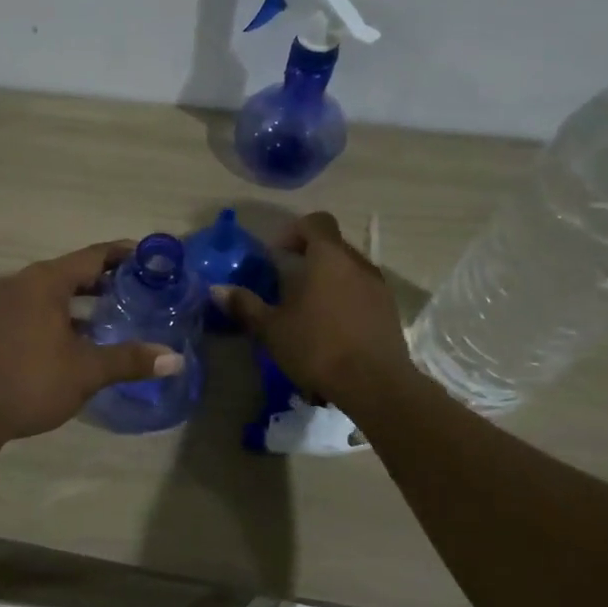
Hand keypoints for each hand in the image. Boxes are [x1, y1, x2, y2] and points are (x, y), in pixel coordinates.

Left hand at [0, 241, 185, 442]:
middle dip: (101, 280)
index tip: (147, 257)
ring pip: (47, 292)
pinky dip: (54, 314)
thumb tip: (175, 359)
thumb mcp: (85, 371)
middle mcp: (19, 282)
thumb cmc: (29, 381)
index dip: (121, 254)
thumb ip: (129, 360)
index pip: (91, 256)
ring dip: (76, 301)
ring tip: (107, 317)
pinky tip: (68, 341)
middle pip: (68, 272)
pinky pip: (29, 308)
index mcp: (45, 281)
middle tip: (134, 291)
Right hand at [212, 212, 411, 410]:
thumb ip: (245, 305)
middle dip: (308, 259)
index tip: (276, 256)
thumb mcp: (272, 328)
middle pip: (332, 246)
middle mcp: (357, 263)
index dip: (293, 231)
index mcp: (328, 257)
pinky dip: (345, 301)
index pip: (316, 221)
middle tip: (286, 286)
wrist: (376, 385)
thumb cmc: (318, 347)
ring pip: (348, 270)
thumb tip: (217, 289)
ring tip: (308, 311)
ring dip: (327, 281)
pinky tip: (331, 330)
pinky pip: (363, 293)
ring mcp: (379, 287)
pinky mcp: (390, 311)